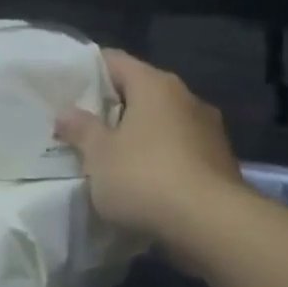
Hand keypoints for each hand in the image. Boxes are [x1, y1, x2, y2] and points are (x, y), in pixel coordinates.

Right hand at [55, 49, 243, 246]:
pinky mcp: (220, 161)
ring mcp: (209, 129)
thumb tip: (66, 112)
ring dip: (140, 136)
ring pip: (163, 123)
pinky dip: (162, 159)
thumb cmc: (146, 178)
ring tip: (112, 158)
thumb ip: (81, 130)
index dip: (90, 71)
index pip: (116, 62)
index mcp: (155, 85)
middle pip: (142, 91)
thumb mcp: (99, 156)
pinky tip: (145, 183)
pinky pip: (181, 150)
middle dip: (113, 108)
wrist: (212, 225)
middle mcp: (186, 97)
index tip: (68, 89)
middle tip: (84, 127)